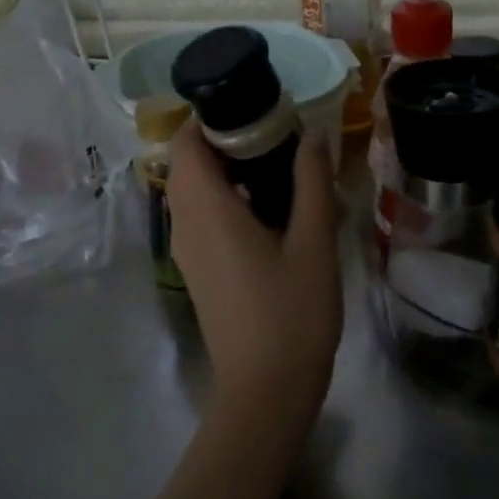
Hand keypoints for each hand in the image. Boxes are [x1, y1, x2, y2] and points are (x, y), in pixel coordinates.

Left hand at [165, 121, 342, 410]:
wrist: (267, 389)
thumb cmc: (292, 312)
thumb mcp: (313, 241)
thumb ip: (312, 182)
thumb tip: (312, 135)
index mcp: (206, 209)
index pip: (186, 141)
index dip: (214, 117)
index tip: (258, 108)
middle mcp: (184, 224)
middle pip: (189, 163)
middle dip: (226, 140)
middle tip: (279, 135)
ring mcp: (188, 251)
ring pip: (195, 191)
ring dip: (229, 171)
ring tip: (280, 167)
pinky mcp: (199, 271)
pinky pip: (203, 217)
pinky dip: (228, 199)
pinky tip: (272, 210)